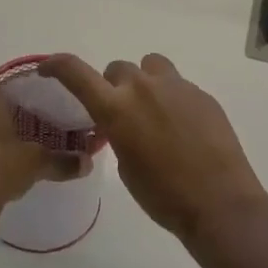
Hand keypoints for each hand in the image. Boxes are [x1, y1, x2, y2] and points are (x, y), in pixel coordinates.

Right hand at [38, 53, 267, 241]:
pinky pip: (177, 85)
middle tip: (121, 114)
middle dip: (114, 87)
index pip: (76, 72)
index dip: (57, 65)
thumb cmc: (163, 196)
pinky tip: (183, 127)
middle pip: (118, 69)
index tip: (48, 68)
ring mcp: (176, 86)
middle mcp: (143, 88)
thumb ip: (118, 133)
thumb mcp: (126, 167)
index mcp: (116, 108)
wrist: (218, 202)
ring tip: (153, 110)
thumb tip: (124, 125)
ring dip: (144, 82)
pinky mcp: (201, 93)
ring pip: (150, 66)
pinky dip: (171, 99)